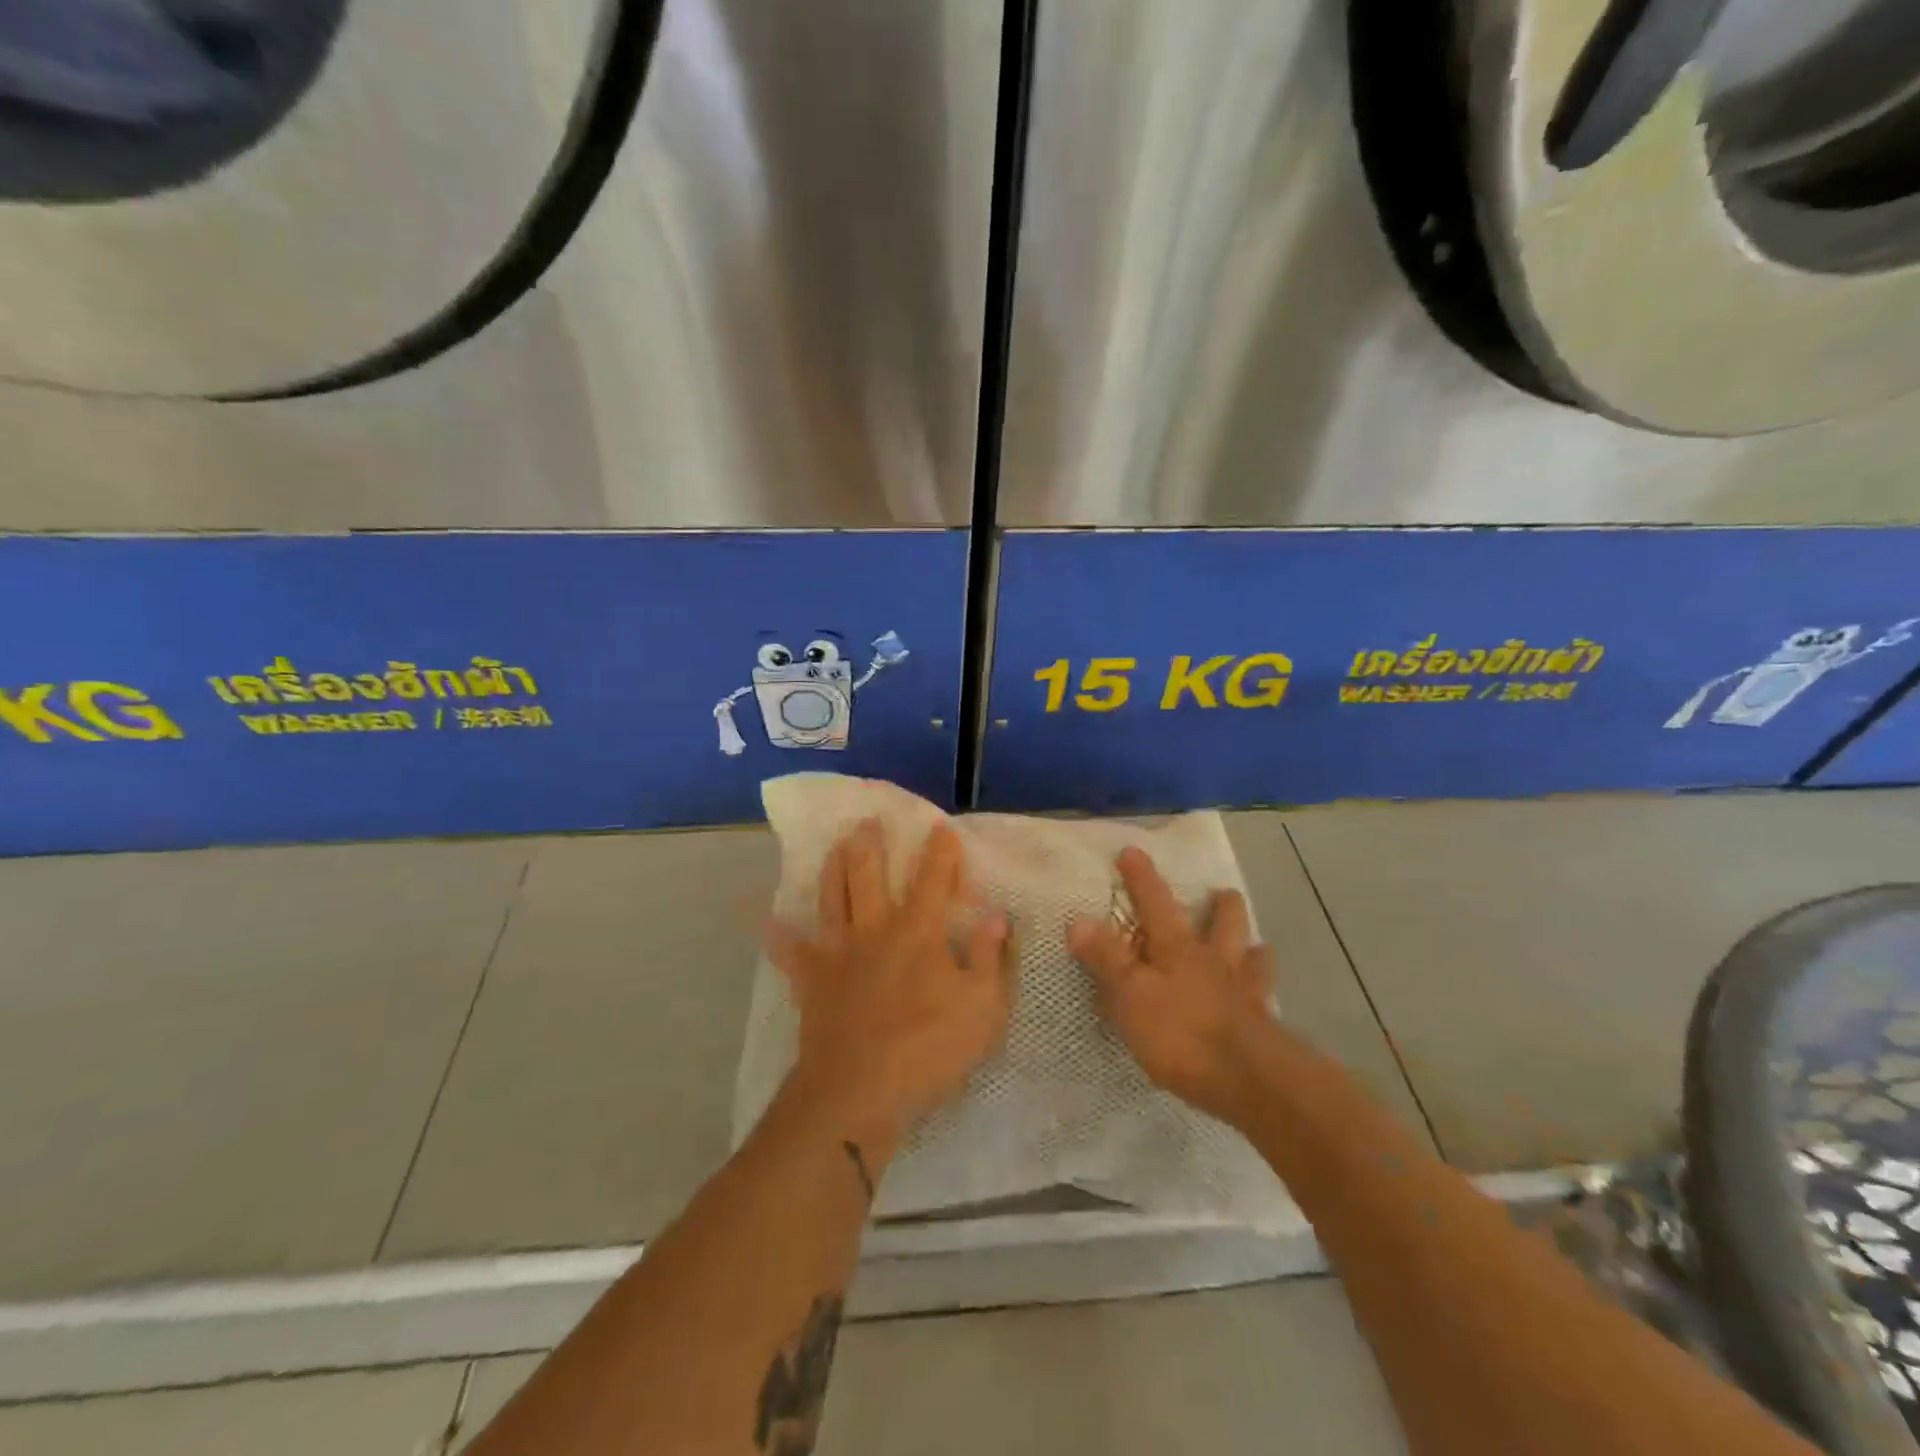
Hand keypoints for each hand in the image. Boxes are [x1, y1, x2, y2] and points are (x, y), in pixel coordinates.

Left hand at [767, 820, 1010, 1159]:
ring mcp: (838, 953)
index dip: (940, 851)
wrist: (859, 1092)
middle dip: (870, 845)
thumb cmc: (928, 1049)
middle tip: (866, 821)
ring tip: (834, 846)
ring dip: (833, 869)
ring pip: (832, 898)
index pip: (933, 879)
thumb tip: (996, 916)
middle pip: (869, 875)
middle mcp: (874, 929)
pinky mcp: (812, 982)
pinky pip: (791, 954)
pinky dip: (779, 937)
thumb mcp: (982, 1008)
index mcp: (918, 931)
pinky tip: (768, 922)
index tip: (941, 827)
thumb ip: (990, 958)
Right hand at [1068, 847, 1279, 1127]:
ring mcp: (1245, 992)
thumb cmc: (1182, 1034)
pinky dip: (1262, 991)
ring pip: (1253, 956)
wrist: (1251, 1081)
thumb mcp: (1131, 996)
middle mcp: (1215, 961)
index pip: (1155, 904)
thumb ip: (1107, 959)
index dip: (1141, 878)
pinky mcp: (1264, 1026)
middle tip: (1221, 892)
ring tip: (1254, 943)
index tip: (1132, 851)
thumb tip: (1078, 919)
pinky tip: (1263, 1000)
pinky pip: (1265, 1000)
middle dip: (1221, 905)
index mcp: (1178, 949)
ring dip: (1251, 945)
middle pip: (1223, 923)